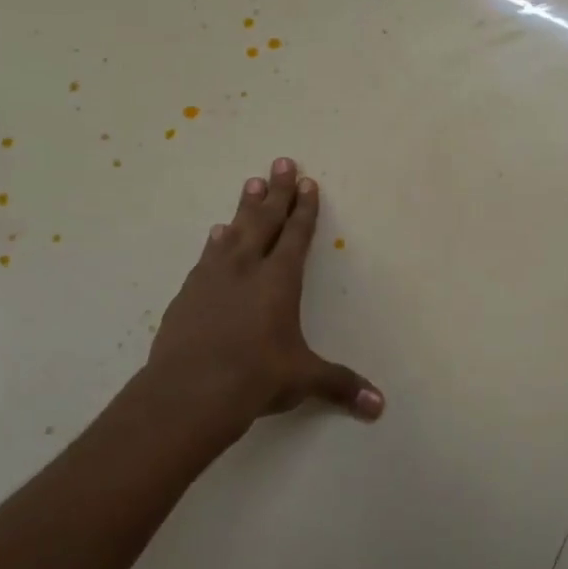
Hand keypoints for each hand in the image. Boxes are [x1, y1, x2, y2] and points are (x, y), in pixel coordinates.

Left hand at [146, 157, 382, 439]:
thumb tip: (379, 407)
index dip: (304, 209)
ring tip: (250, 183)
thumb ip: (340, 385)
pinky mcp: (188, 293)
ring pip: (233, 231)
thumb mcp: (303, 379)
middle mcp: (247, 268)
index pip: (296, 235)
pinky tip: (215, 234)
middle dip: (276, 191)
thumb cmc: (255, 377)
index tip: (307, 182)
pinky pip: (207, 256)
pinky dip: (215, 242)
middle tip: (280, 161)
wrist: (189, 392)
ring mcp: (213, 277)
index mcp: (279, 280)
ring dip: (244, 207)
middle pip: (264, 220)